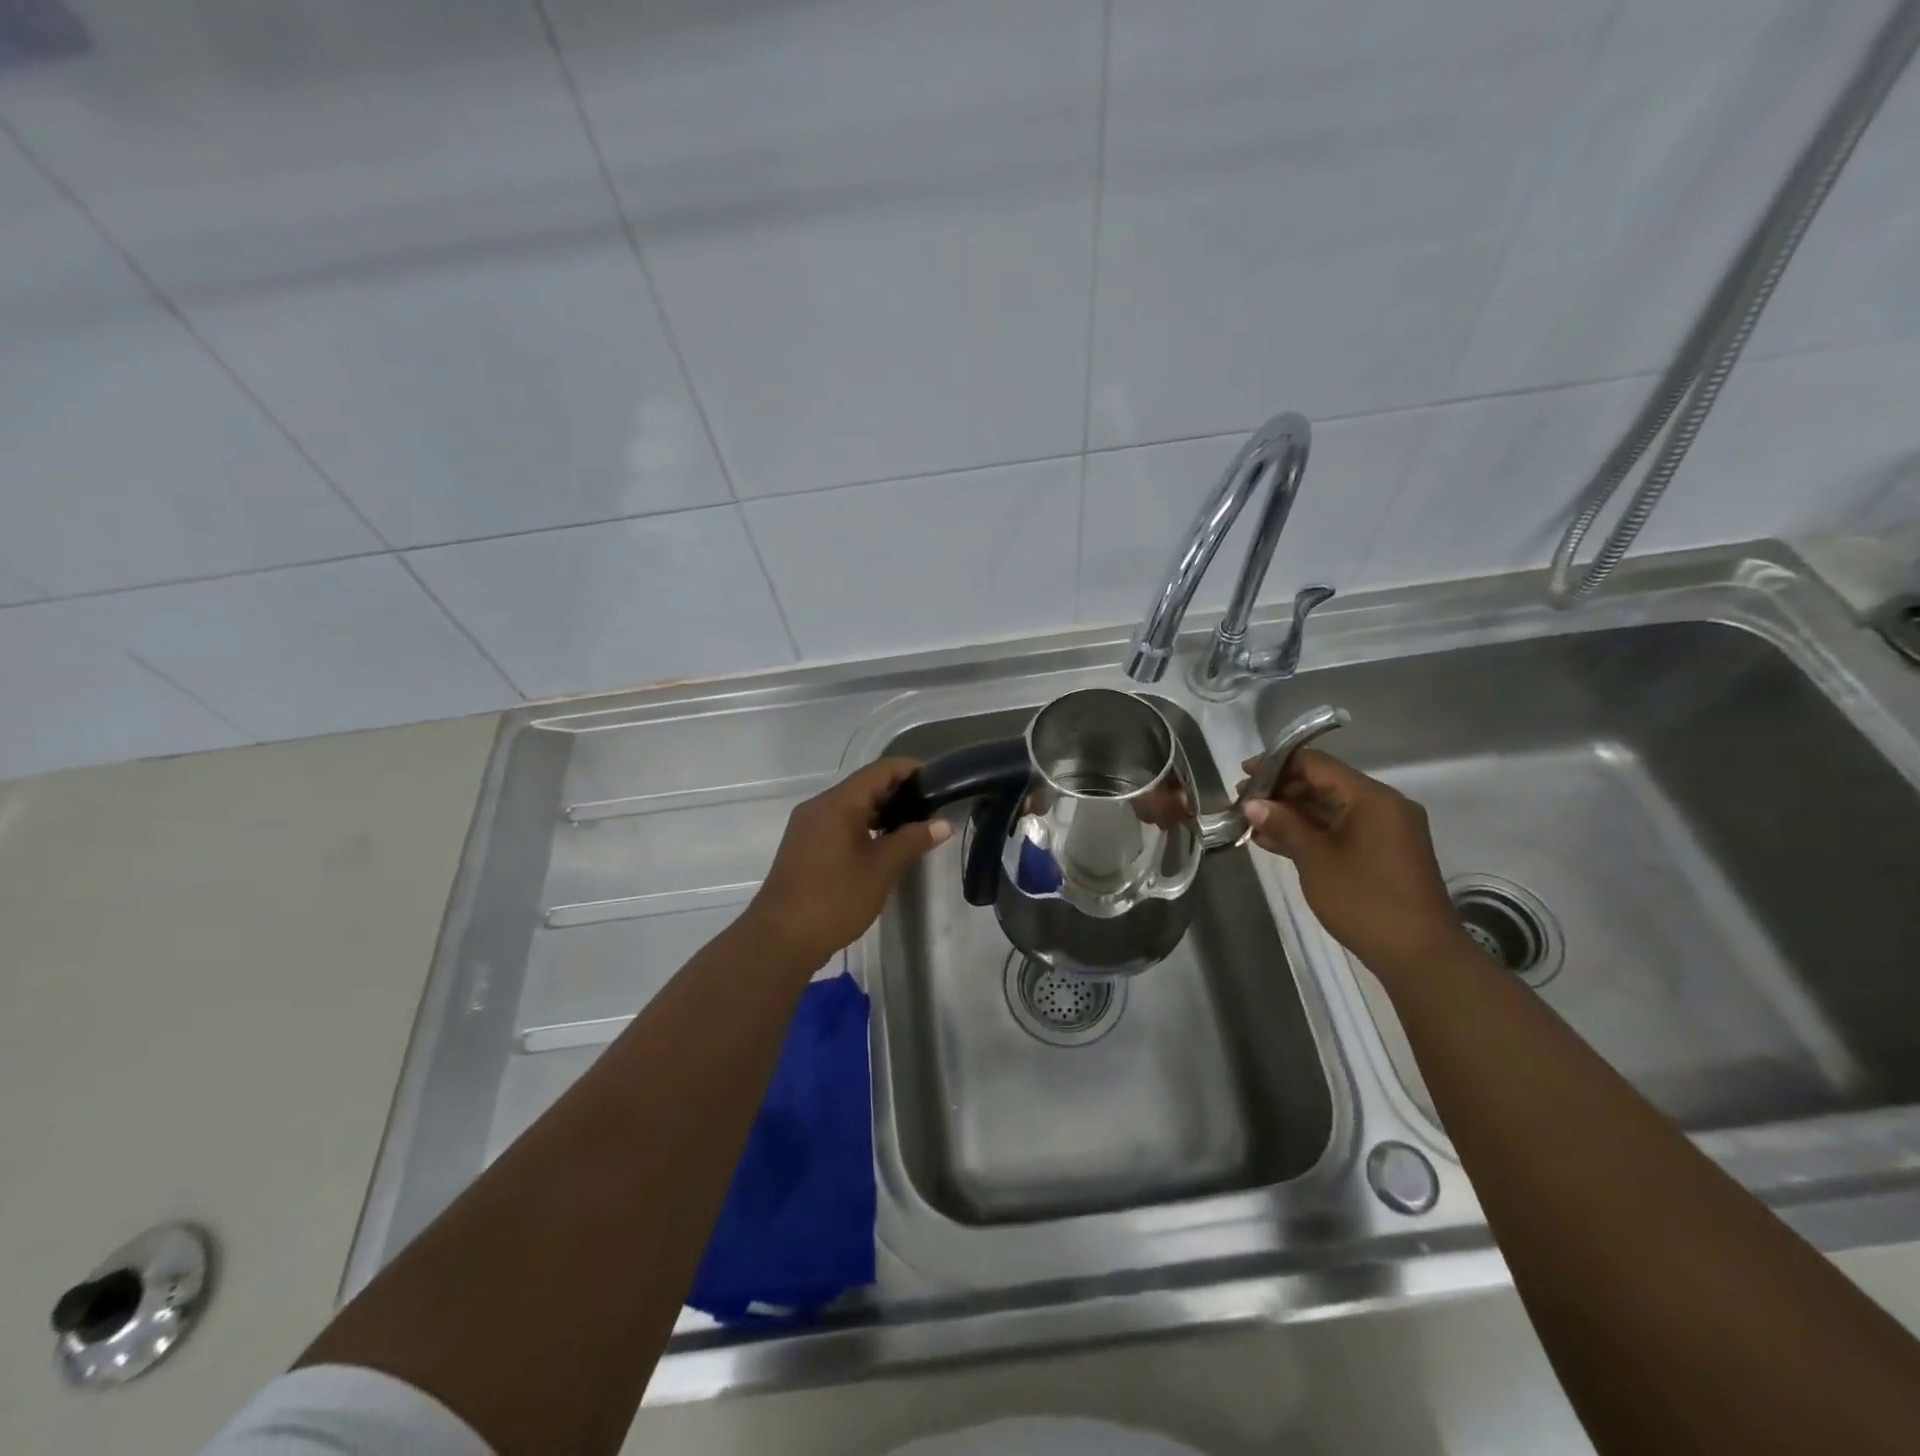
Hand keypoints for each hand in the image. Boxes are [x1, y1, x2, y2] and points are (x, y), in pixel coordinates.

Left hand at [744, 758, 951, 970]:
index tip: (939, 781)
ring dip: (882, 811)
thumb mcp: (881, 868)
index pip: (880, 770)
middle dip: (899, 791)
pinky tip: (884, 844)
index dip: (910, 770)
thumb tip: (943, 824)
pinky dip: (864, 826)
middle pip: (864, 785)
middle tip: (932, 806)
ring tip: (915, 826)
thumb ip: (912, 840)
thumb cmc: (835, 898)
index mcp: (837, 803)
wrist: (781, 939)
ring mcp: (808, 826)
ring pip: (851, 806)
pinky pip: (840, 823)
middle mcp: (819, 806)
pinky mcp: (804, 846)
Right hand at [1240, 748, 1469, 973]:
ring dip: (1292, 814)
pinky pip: (1341, 830)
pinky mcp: (1383, 853)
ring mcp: (1385, 830)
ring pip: (1330, 809)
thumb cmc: (1365, 901)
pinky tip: (1276, 842)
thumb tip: (1252, 804)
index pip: (1317, 764)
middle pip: (1324, 784)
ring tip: (1252, 825)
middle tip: (1243, 804)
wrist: (1420, 956)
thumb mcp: (1315, 860)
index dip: (1277, 765)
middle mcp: (1383, 806)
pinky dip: (1310, 833)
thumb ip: (1283, 825)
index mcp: (1371, 798)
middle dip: (1282, 791)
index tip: (1243, 775)